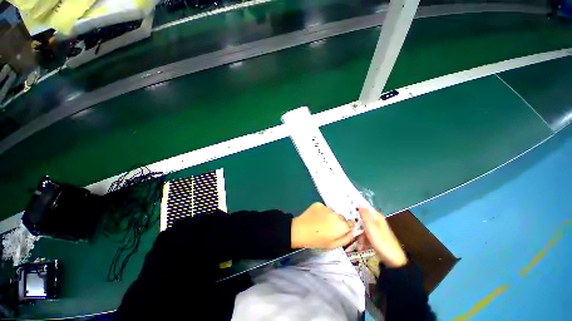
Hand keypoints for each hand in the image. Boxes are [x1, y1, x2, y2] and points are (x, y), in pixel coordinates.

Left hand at [291, 203, 354, 248]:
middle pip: (341, 217)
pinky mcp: (319, 204)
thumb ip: (346, 238)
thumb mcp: (333, 245)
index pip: (351, 223)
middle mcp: (336, 214)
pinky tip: (316, 217)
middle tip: (328, 228)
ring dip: (329, 216)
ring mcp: (327, 208)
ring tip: (320, 223)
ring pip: (332, 212)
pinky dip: (322, 212)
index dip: (346, 227)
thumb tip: (352, 232)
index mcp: (342, 226)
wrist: (300, 231)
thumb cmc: (317, 241)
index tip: (339, 231)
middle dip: (338, 222)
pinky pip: (324, 208)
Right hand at [358, 207, 406, 267]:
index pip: (364, 208)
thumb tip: (359, 204)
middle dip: (356, 226)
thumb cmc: (382, 242)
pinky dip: (363, 241)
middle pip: (361, 219)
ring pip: (362, 228)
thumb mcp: (371, 228)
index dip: (355, 209)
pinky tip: (362, 247)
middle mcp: (376, 221)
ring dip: (359, 236)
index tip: (347, 212)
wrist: (393, 261)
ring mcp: (375, 230)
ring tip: (359, 244)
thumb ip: (365, 216)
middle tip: (353, 232)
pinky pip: (365, 235)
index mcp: (376, 217)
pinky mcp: (374, 238)